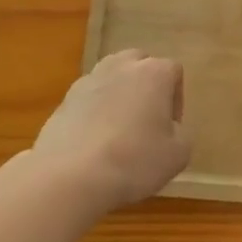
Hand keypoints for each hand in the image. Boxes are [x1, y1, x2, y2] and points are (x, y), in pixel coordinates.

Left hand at [28, 50, 190, 215]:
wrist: (70, 178)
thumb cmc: (135, 161)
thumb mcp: (179, 154)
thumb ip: (180, 133)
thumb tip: (168, 129)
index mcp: (153, 73)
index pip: (173, 70)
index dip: (176, 99)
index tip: (171, 126)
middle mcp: (119, 67)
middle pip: (139, 63)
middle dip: (146, 85)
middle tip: (147, 119)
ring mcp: (87, 82)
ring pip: (110, 78)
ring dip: (118, 95)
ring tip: (119, 129)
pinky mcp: (62, 102)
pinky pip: (88, 100)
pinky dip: (94, 113)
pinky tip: (95, 143)